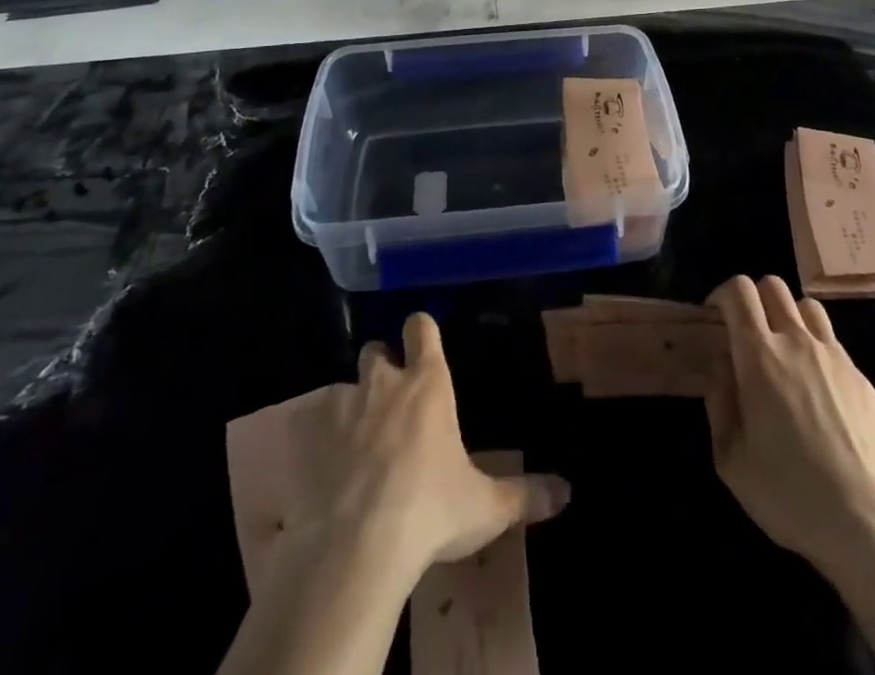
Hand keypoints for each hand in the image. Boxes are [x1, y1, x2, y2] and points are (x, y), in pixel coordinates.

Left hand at [266, 313, 569, 589]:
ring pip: (342, 387)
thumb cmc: (430, 509)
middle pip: (376, 350)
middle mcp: (383, 384)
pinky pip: (311, 429)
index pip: (422, 328)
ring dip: (350, 406)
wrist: (357, 546)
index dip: (421, 330)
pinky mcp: (308, 442)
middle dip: (382, 365)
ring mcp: (342, 409)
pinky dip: (319, 443)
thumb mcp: (485, 506)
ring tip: (357, 443)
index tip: (422, 339)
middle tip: (391, 397)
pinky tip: (325, 474)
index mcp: (428, 384)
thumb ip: (525, 494)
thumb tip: (567, 492)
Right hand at [704, 274, 874, 575]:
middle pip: (772, 285)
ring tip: (783, 351)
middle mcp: (797, 342)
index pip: (739, 291)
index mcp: (760, 356)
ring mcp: (833, 356)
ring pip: (806, 305)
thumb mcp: (731, 459)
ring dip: (787, 316)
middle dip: (753, 299)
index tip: (715, 319)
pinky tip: (815, 387)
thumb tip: (722, 364)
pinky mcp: (860, 377)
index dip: (721, 295)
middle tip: (746, 333)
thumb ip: (718, 401)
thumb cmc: (790, 494)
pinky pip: (831, 341)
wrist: (869, 524)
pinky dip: (814, 347)